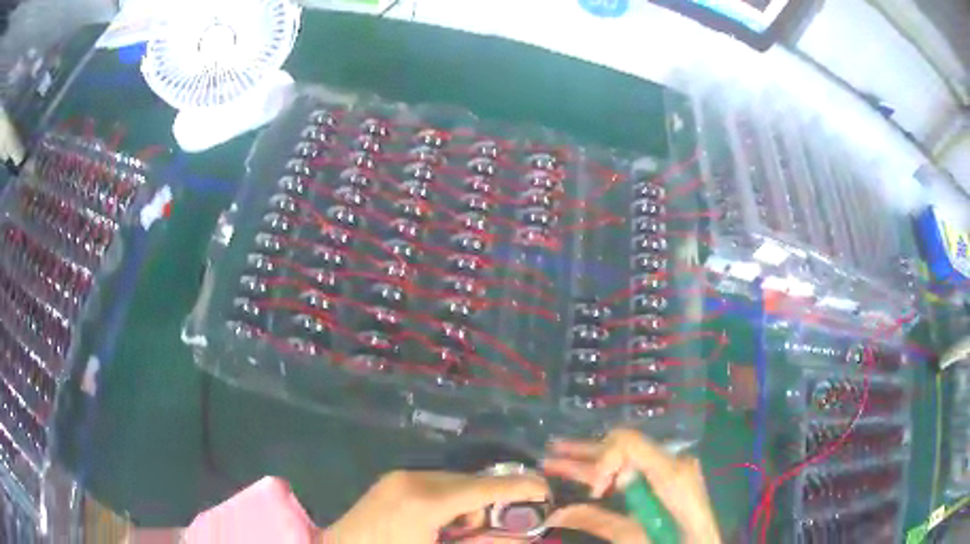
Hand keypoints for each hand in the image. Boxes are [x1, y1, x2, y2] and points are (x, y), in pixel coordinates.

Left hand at [322, 470, 548, 543]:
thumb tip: (521, 537)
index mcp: (425, 502)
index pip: (485, 489)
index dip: (520, 488)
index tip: (546, 489)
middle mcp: (413, 480)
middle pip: (471, 482)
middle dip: (493, 500)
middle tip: (500, 524)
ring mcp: (399, 477)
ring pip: (454, 481)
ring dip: (469, 501)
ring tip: (461, 529)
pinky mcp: (392, 480)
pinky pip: (434, 483)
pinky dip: (449, 499)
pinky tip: (442, 521)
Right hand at [542, 429, 719, 543]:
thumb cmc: (671, 543)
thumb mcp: (632, 537)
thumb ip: (597, 521)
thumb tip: (555, 512)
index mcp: (669, 472)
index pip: (628, 442)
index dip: (603, 458)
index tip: (594, 490)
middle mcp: (673, 462)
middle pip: (624, 447)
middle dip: (587, 454)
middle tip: (553, 452)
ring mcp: (674, 469)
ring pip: (627, 459)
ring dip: (593, 462)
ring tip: (557, 458)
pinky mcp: (671, 479)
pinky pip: (637, 470)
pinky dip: (611, 474)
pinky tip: (587, 475)